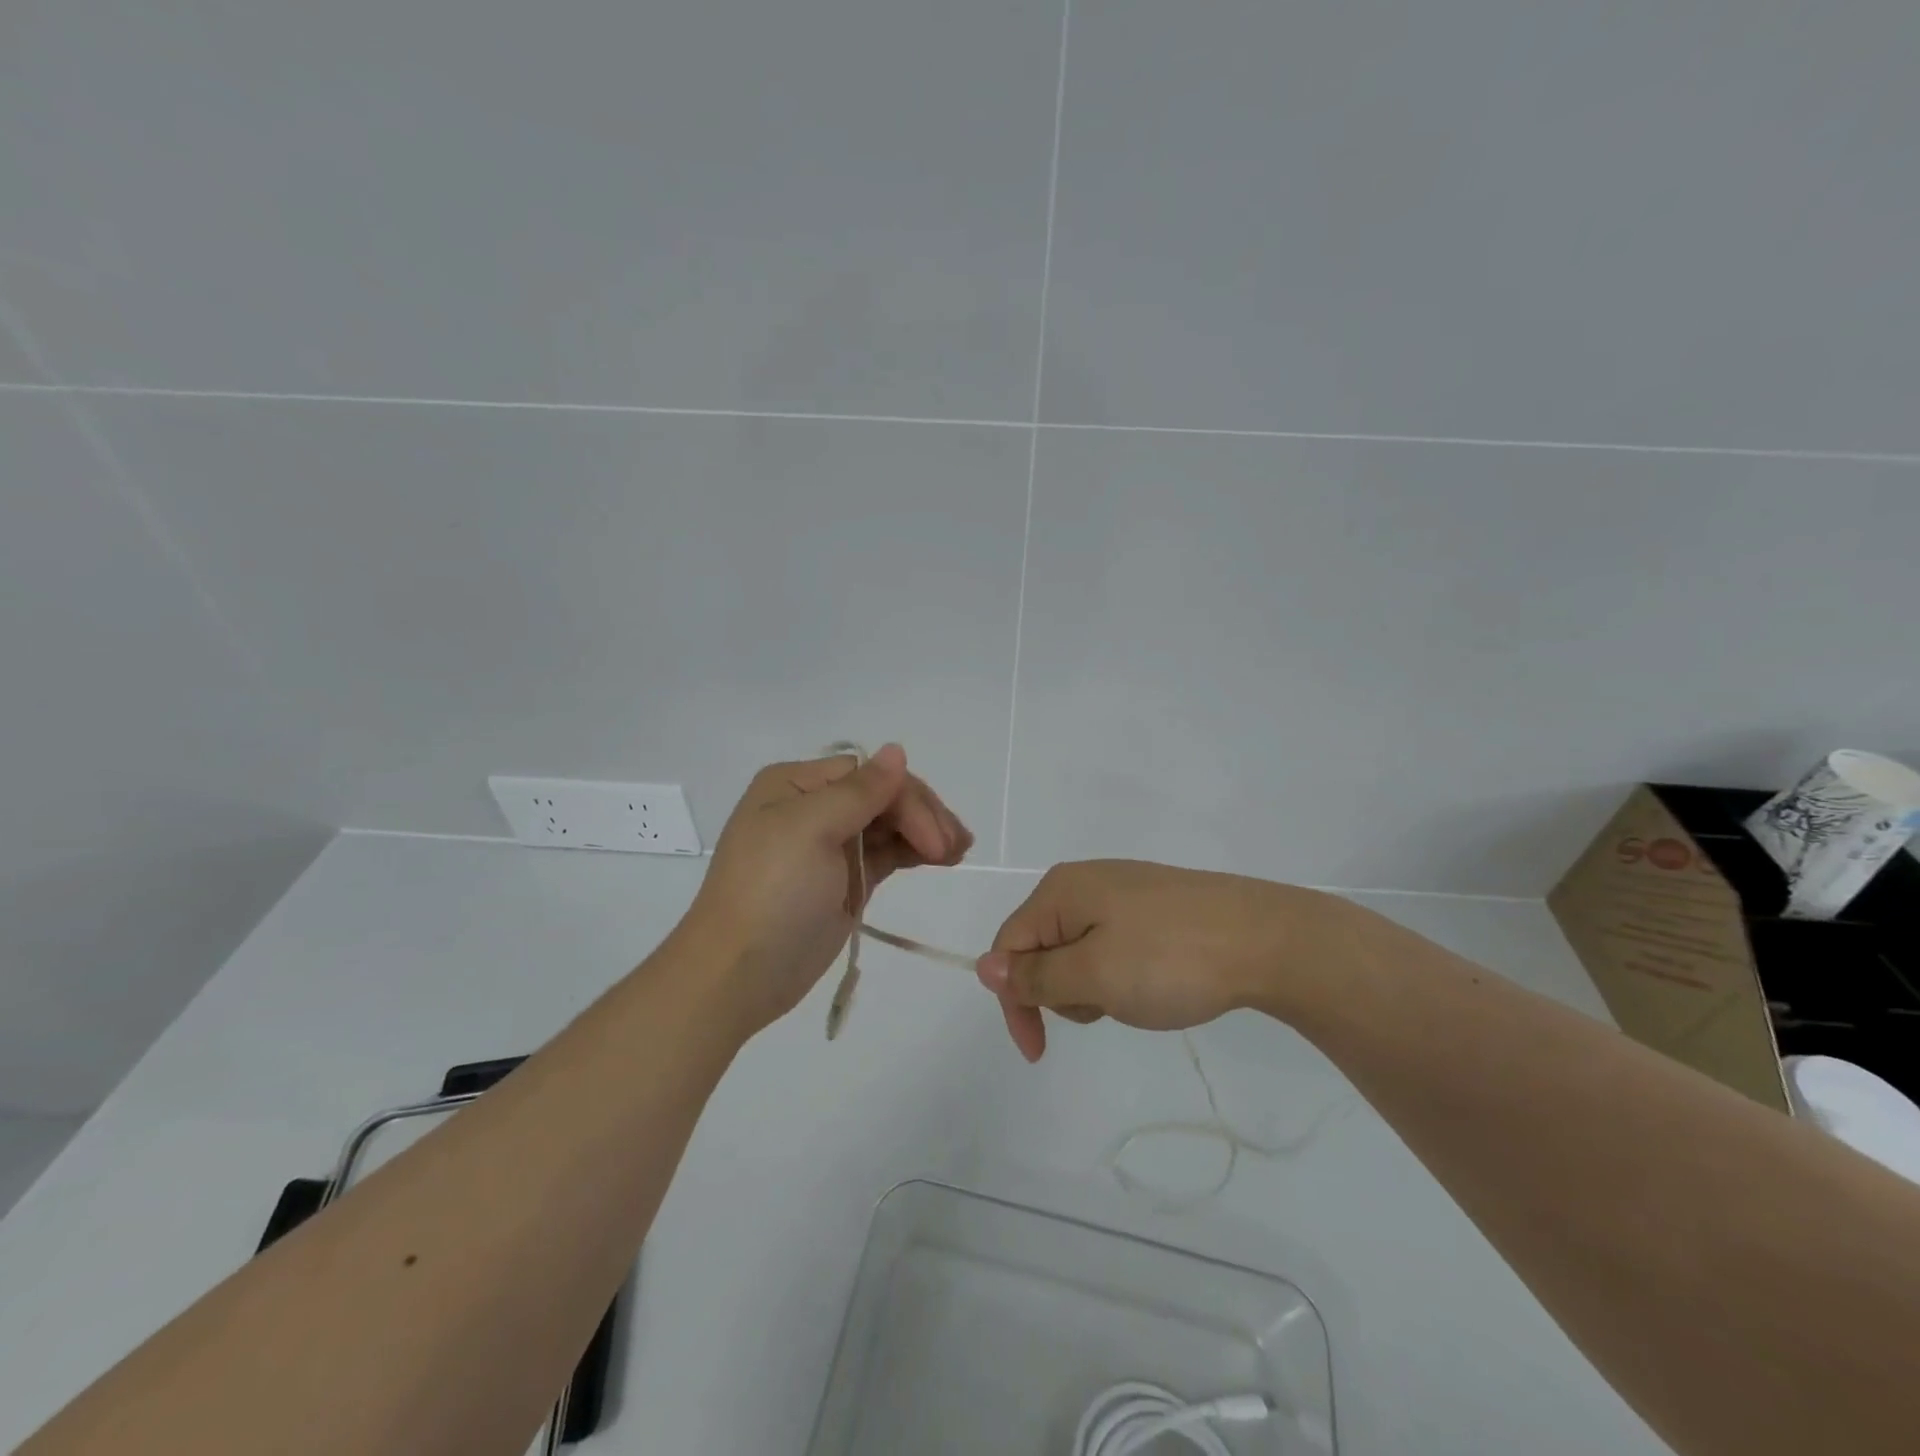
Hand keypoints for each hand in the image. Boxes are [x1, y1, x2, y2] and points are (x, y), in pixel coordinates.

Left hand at [682, 744, 971, 1036]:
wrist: (739, 974)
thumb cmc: (771, 892)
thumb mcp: (809, 829)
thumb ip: (859, 791)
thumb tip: (897, 750)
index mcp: (795, 784)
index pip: (867, 775)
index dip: (907, 798)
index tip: (935, 838)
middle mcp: (812, 807)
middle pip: (882, 797)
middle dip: (922, 816)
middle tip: (956, 847)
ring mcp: (830, 846)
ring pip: (889, 824)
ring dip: (925, 832)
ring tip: (960, 851)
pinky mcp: (845, 880)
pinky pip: (886, 854)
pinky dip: (913, 852)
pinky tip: (941, 858)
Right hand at [973, 860, 1348, 1060]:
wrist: (1267, 940)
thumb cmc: (1171, 958)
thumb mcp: (1094, 974)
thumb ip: (1035, 974)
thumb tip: (984, 967)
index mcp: (1061, 890)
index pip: (1009, 946)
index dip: (1015, 1000)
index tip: (1039, 1051)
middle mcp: (1084, 882)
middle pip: (1042, 948)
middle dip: (1063, 992)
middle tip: (1109, 1004)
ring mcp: (1122, 892)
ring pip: (1079, 953)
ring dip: (1095, 987)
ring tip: (1139, 995)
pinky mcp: (1153, 907)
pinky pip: (1113, 946)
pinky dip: (1121, 975)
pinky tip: (1156, 982)